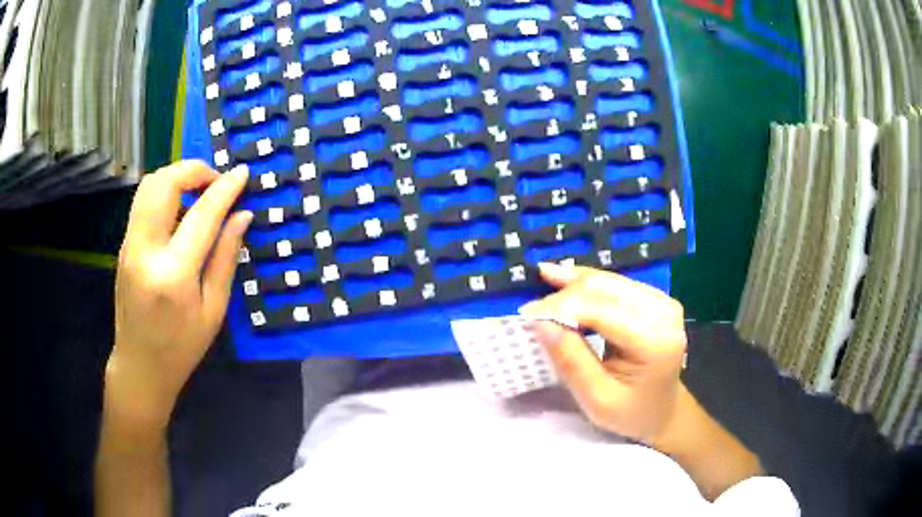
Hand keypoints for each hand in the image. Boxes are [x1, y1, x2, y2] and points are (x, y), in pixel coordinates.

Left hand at [107, 161, 250, 427]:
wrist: (139, 366)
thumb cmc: (182, 347)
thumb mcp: (213, 310)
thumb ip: (226, 257)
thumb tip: (242, 215)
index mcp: (173, 274)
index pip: (202, 214)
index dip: (225, 188)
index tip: (243, 173)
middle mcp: (145, 251)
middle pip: (164, 183)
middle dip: (194, 169)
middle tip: (216, 181)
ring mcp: (129, 245)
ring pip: (149, 185)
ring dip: (177, 176)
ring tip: (199, 191)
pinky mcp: (124, 245)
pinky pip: (143, 202)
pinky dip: (165, 192)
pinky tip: (180, 210)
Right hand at [520, 264, 686, 443]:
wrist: (662, 411)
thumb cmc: (630, 413)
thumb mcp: (596, 399)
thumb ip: (571, 360)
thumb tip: (541, 322)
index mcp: (654, 341)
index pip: (600, 310)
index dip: (560, 307)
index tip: (526, 313)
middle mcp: (663, 312)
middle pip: (606, 288)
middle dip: (565, 292)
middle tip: (532, 304)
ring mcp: (663, 301)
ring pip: (610, 280)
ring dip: (575, 281)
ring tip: (545, 276)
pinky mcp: (658, 299)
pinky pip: (617, 284)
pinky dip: (589, 284)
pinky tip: (568, 280)